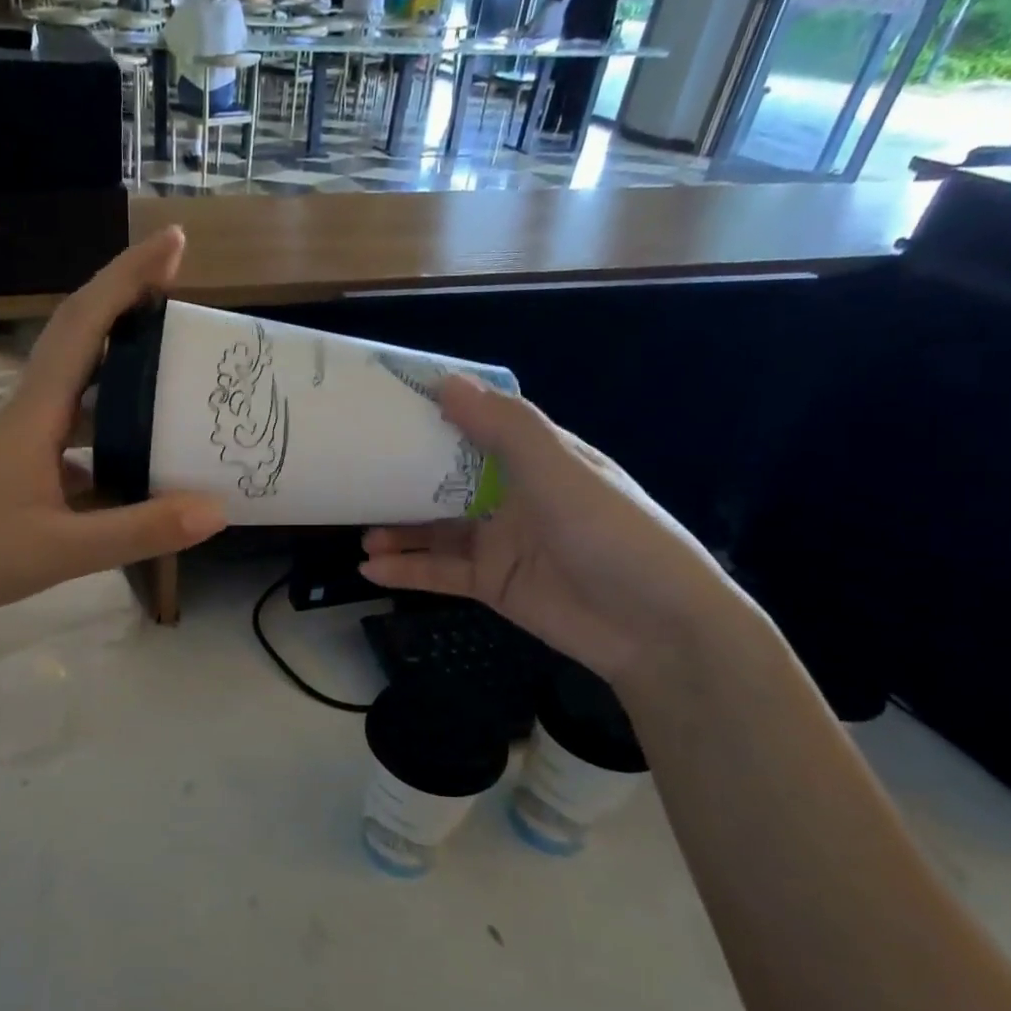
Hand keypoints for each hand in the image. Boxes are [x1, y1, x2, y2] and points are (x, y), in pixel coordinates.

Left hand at [0, 228, 224, 622]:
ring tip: (170, 349)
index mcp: (37, 413)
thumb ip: (138, 531)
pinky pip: (78, 421)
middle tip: (180, 283)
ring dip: (119, 350)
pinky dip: (112, 412)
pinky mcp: (25, 464)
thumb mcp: (61, 550)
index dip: (128, 278)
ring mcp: (25, 437)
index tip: (173, 242)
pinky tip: (140, 438)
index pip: (85, 325)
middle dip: (126, 297)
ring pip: (77, 377)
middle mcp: (31, 411)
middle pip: (80, 334)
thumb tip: (217, 509)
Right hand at [359, 377, 745, 684]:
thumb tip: (445, 382)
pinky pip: (440, 573)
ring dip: (398, 530)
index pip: (478, 427)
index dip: (436, 415)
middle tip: (357, 474)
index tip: (385, 407)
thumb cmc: (612, 534)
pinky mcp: (492, 585)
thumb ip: (504, 428)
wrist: (654, 628)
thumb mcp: (560, 471)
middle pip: (447, 481)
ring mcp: (501, 543)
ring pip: (436, 530)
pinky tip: (371, 569)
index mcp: (536, 458)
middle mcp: (514, 496)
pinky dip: (407, 570)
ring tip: (360, 532)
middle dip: (403, 479)